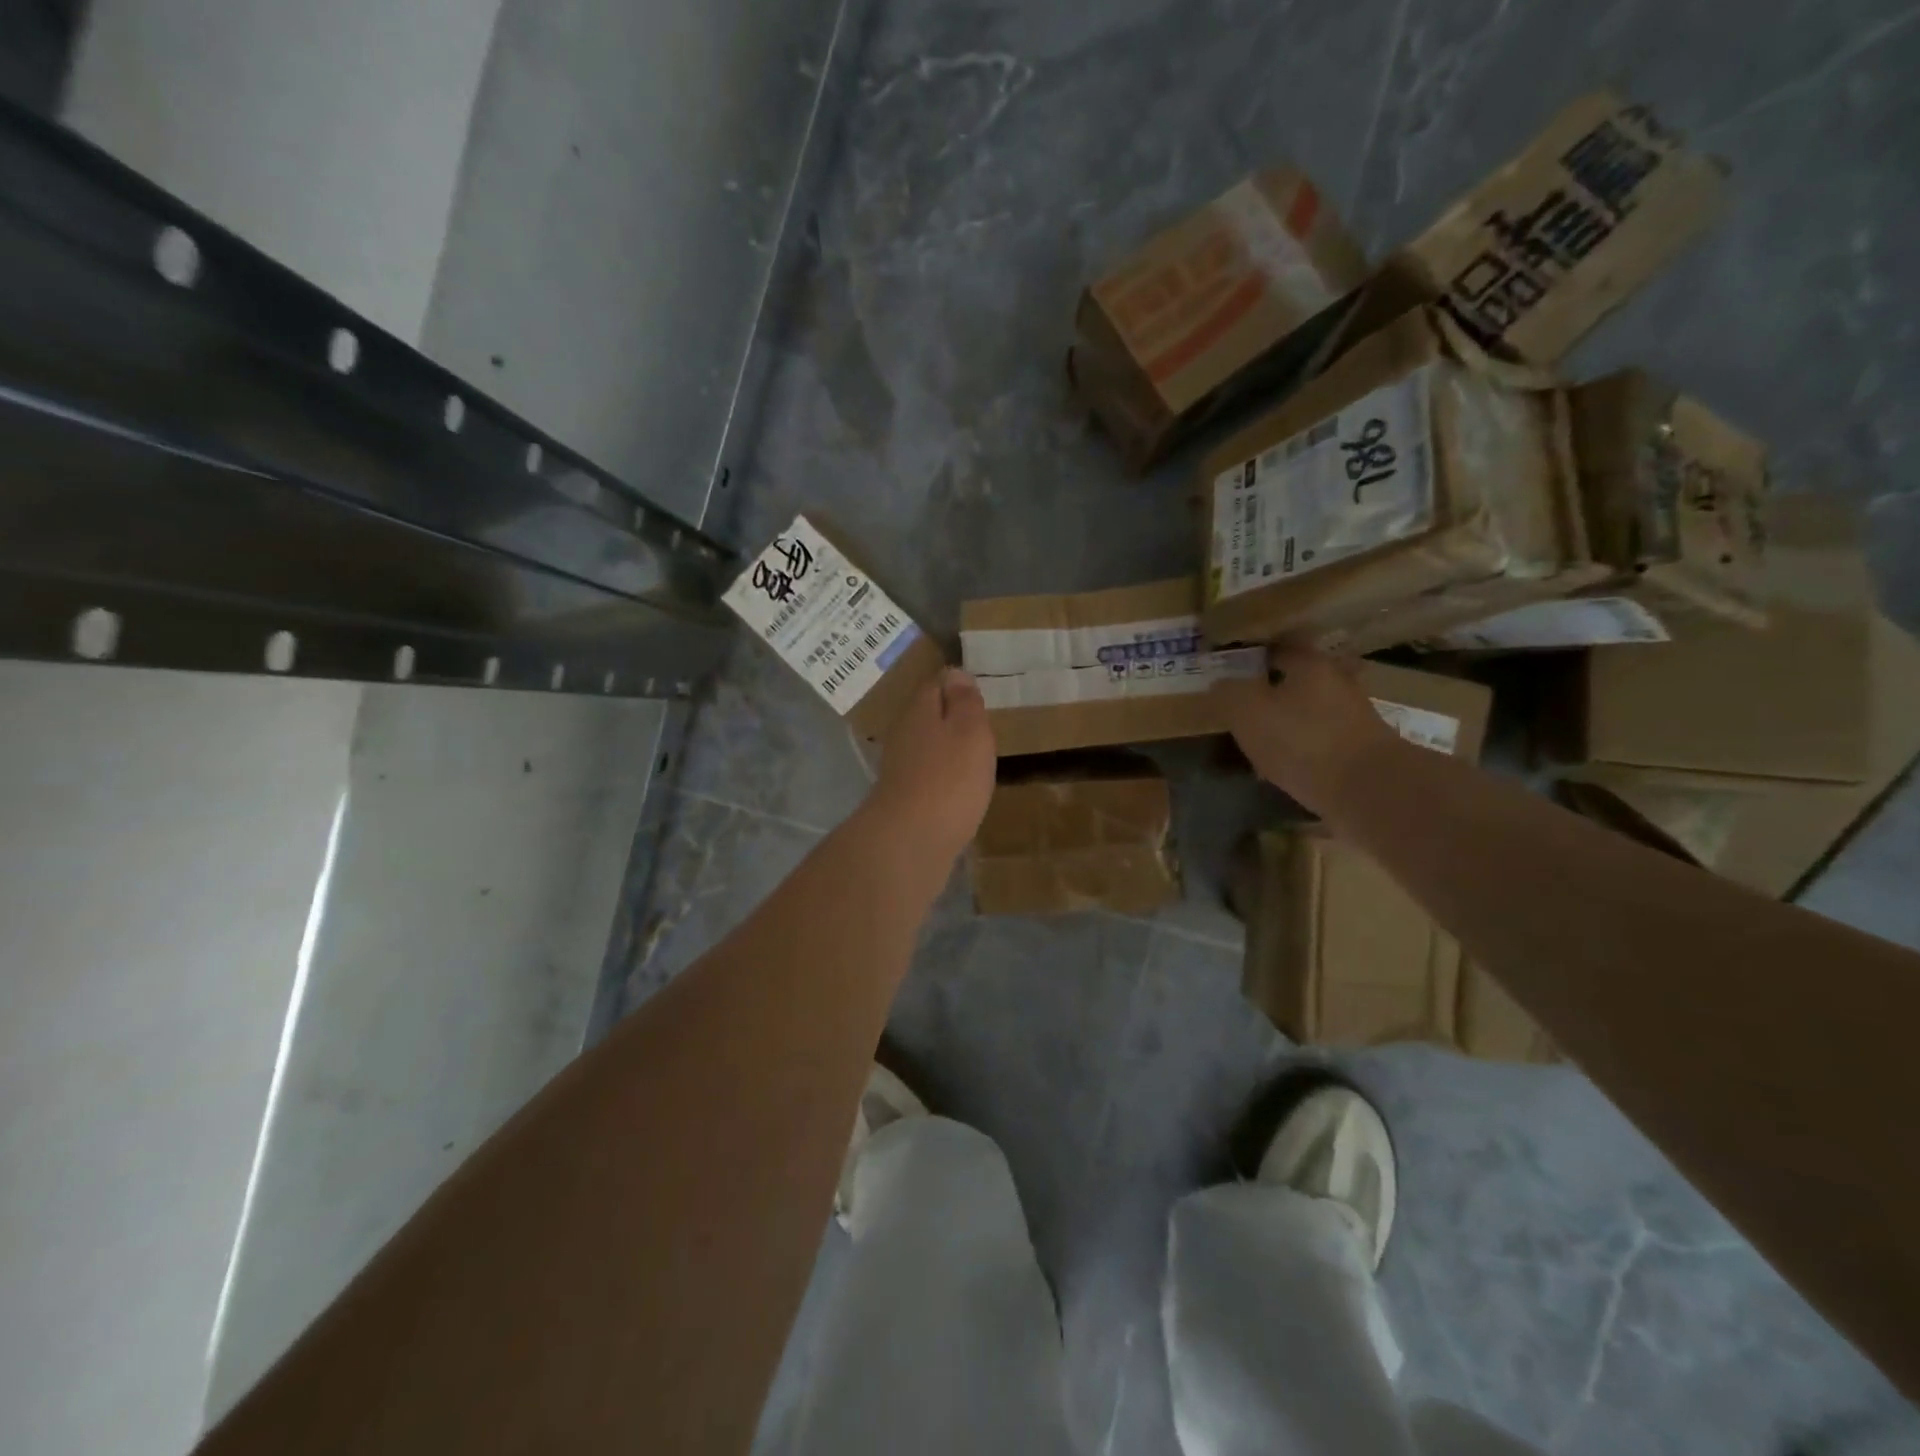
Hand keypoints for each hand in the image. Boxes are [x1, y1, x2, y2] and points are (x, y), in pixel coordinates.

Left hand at [867, 667, 997, 859]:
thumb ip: (964, 702)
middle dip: (950, 717)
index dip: (957, 684)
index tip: (979, 692)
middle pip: (928, 716)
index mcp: (920, 711)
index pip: (936, 684)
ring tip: (974, 755)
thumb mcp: (970, 731)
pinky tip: (958, 788)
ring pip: (926, 746)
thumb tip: (954, 672)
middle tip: (981, 723)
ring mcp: (900, 768)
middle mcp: (904, 734)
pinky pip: (927, 775)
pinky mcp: (902, 798)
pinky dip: (942, 776)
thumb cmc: (949, 779)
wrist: (910, 840)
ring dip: (946, 748)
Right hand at [1212, 645, 1399, 808]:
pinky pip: (1318, 738)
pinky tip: (1281, 763)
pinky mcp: (1358, 747)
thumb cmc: (1302, 740)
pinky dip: (1299, 746)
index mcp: (1309, 663)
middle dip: (1269, 688)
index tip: (1228, 667)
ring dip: (1285, 719)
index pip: (1276, 645)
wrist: (1368, 789)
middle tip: (1240, 703)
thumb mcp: (1248, 712)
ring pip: (1308, 709)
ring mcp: (1352, 715)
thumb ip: (1229, 693)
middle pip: (1295, 678)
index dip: (1250, 654)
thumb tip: (1219, 682)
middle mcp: (1336, 680)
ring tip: (1257, 736)